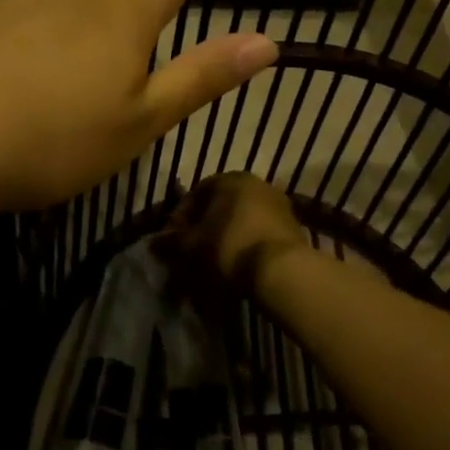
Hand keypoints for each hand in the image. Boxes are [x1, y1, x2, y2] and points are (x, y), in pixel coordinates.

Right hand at [166, 172, 312, 291]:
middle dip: (206, 225)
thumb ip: (173, 241)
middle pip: (223, 204)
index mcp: (231, 179)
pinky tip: (241, 263)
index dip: (182, 216)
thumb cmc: (229, 247)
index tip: (176, 238)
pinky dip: (248, 243)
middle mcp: (257, 184)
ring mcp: (279, 204)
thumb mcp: (193, 246)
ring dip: (228, 235)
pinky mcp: (294, 226)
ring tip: (217, 260)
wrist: (282, 270)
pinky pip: (261, 231)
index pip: (198, 192)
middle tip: (195, 249)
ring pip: (243, 218)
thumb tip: (155, 242)